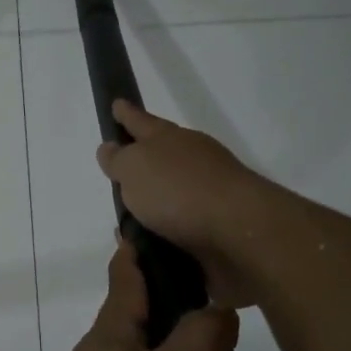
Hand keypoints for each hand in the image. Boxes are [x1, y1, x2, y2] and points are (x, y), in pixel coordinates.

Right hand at [95, 101, 275, 308]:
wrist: (239, 233)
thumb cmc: (179, 190)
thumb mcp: (134, 168)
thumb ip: (118, 159)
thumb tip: (111, 148)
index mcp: (170, 140)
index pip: (141, 122)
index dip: (127, 115)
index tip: (116, 104)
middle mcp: (191, 162)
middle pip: (162, 156)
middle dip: (142, 162)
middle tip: (120, 170)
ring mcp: (208, 195)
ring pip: (171, 195)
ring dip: (152, 205)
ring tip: (126, 221)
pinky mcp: (216, 229)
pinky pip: (180, 228)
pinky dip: (163, 234)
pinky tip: (148, 246)